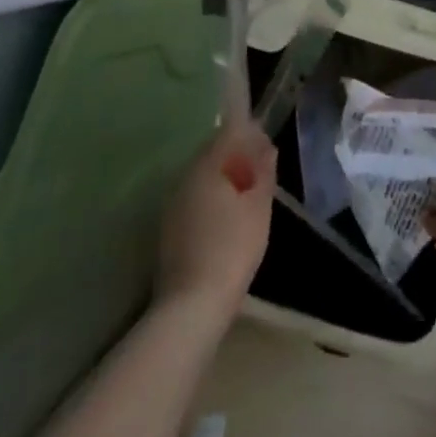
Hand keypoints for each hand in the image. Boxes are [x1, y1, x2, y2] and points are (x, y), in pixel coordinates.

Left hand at [155, 119, 276, 317]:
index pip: (229, 131)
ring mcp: (173, 204)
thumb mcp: (259, 206)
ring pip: (202, 177)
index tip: (266, 148)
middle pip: (213, 152)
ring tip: (246, 197)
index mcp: (207, 165)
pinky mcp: (168, 229)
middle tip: (260, 173)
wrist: (191, 306)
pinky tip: (226, 219)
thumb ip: (263, 171)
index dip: (250, 133)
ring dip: (223, 178)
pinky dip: (211, 199)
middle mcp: (185, 177)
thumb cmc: (233, 247)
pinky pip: (194, 199)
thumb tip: (267, 147)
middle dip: (236, 156)